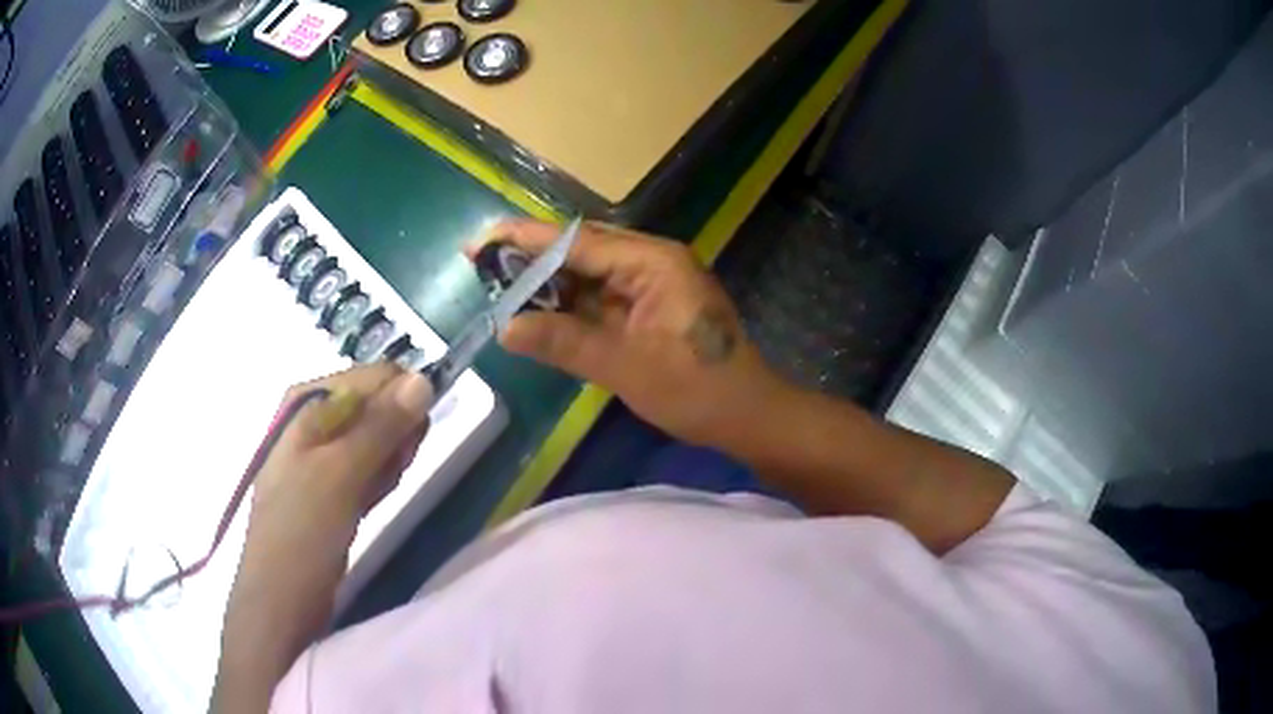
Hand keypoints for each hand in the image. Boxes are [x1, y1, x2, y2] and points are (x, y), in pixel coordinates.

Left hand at [214, 364, 432, 711]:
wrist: (280, 599)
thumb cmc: (301, 531)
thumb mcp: (340, 475)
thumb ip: (381, 426)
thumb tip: (425, 378)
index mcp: (309, 401)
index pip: (377, 378)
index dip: (401, 405)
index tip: (406, 446)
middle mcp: (315, 419)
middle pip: (380, 407)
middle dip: (394, 439)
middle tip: (383, 475)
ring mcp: (322, 454)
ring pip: (379, 441)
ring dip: (387, 466)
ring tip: (368, 496)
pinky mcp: (331, 485)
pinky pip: (369, 468)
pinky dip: (377, 483)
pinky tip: (367, 504)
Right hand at [473, 220, 785, 449]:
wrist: (748, 416)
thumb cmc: (697, 390)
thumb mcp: (625, 367)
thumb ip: (564, 342)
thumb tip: (505, 328)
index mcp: (652, 261)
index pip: (577, 242)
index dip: (524, 240)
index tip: (479, 242)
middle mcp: (651, 261)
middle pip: (580, 251)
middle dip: (530, 259)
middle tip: (480, 265)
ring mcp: (652, 284)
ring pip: (588, 275)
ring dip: (547, 283)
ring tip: (497, 288)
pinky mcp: (650, 308)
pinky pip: (601, 298)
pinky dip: (569, 306)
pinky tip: (537, 312)